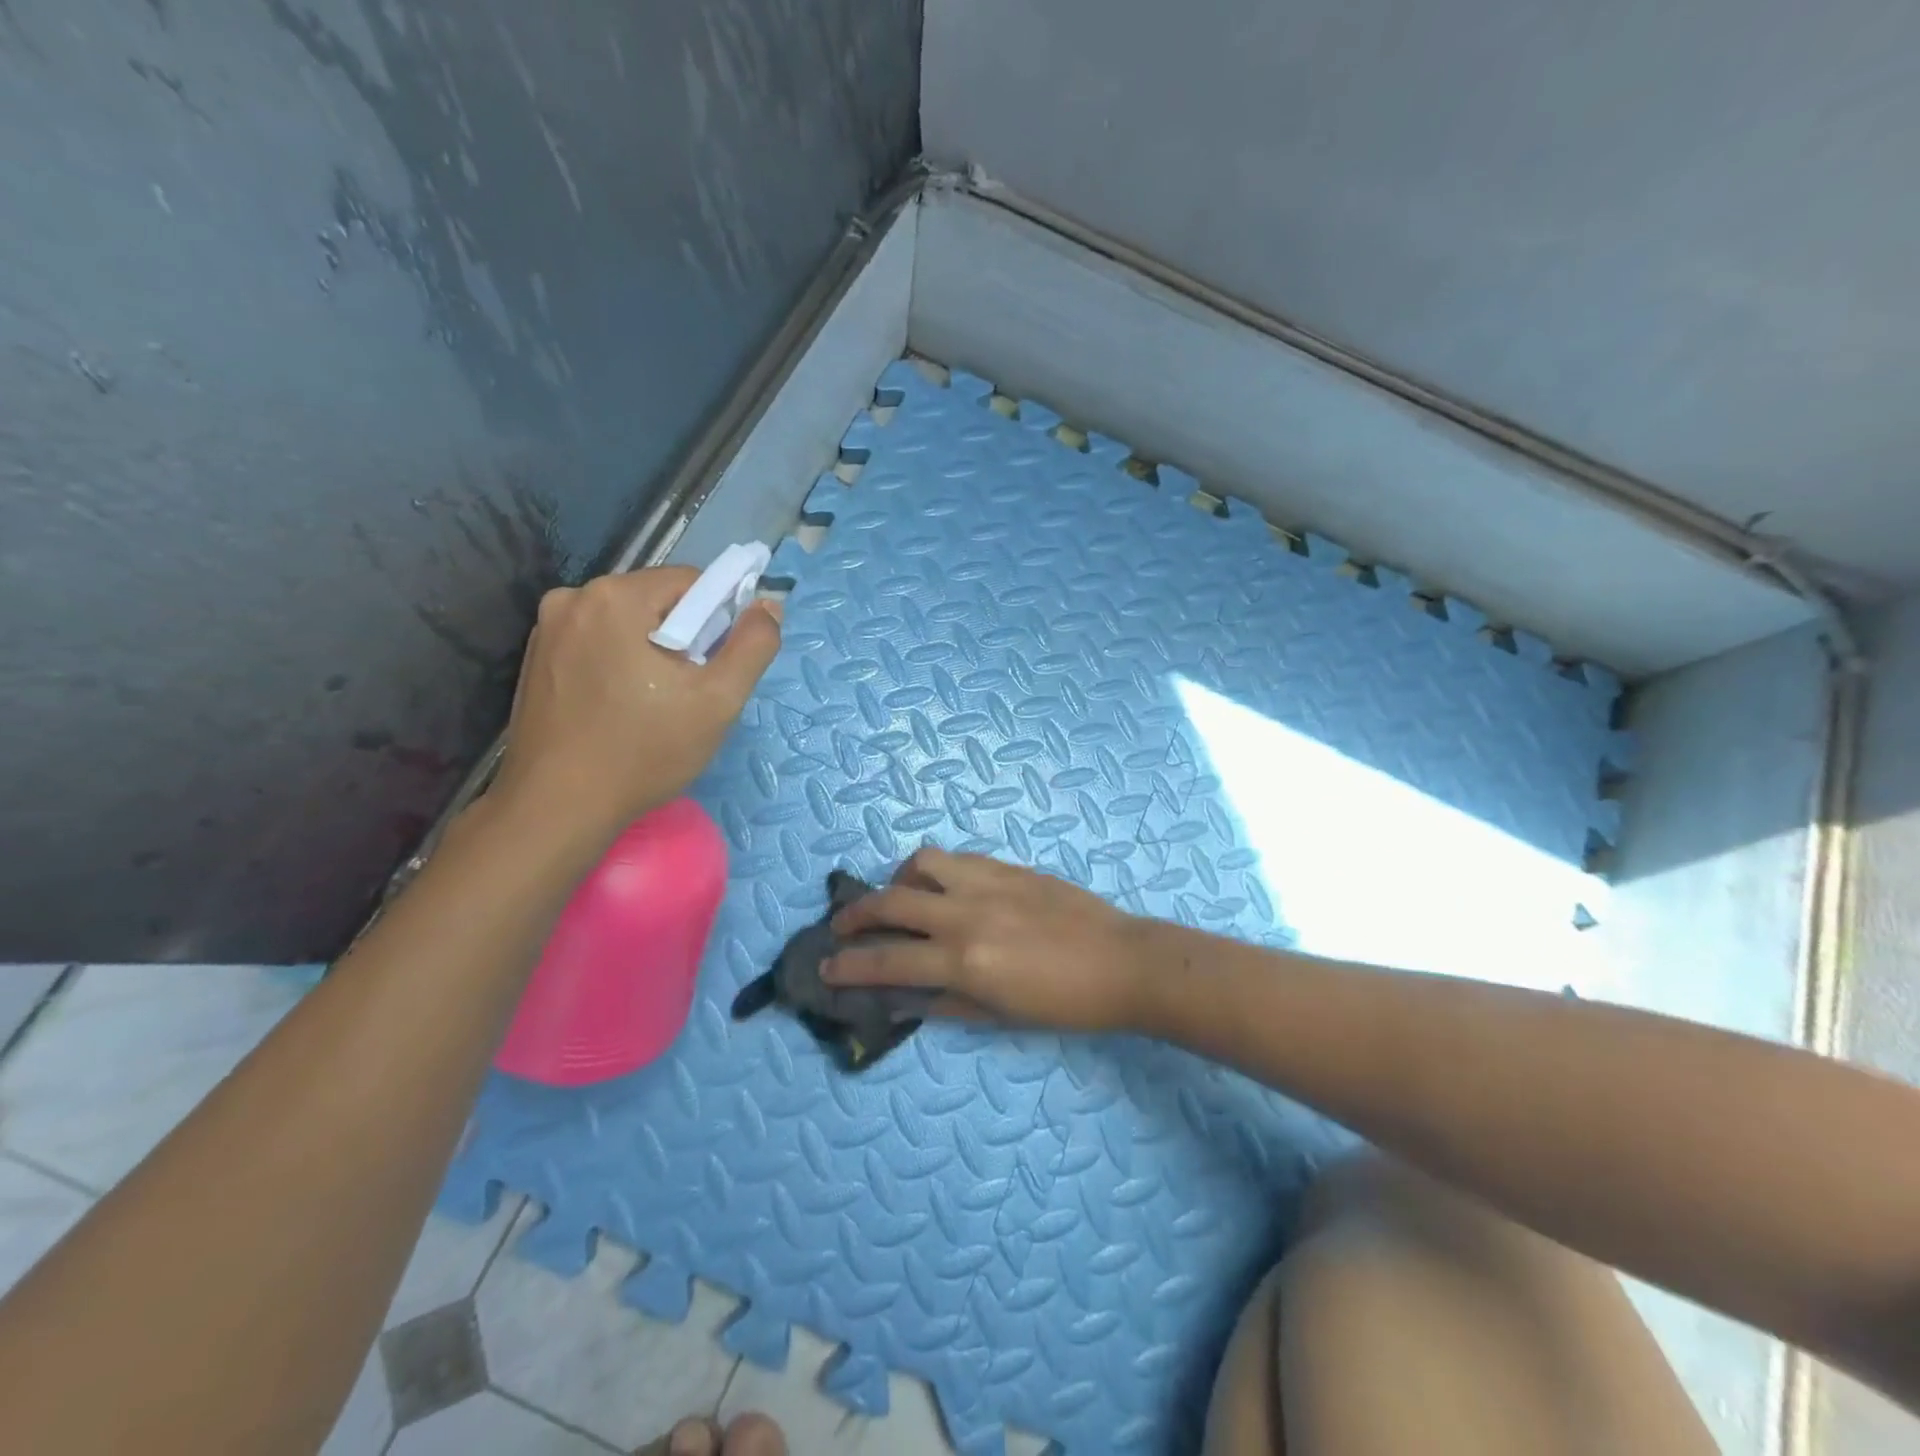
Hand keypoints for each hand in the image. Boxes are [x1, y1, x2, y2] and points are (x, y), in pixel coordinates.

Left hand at [488, 568, 781, 840]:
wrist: (557, 808)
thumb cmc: (644, 752)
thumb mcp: (718, 700)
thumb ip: (754, 645)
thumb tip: (769, 605)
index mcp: (616, 597)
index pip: (692, 582)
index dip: (719, 620)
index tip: (718, 666)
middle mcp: (573, 598)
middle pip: (657, 600)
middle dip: (685, 636)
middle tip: (691, 691)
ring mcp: (547, 628)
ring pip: (628, 622)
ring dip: (653, 649)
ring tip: (657, 703)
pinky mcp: (537, 658)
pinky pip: (598, 643)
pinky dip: (621, 662)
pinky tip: (623, 706)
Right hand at [824, 849, 1149, 1032]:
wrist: (1122, 962)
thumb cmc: (1064, 1003)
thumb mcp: (999, 1015)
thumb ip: (944, 1002)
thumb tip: (902, 996)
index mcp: (964, 961)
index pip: (888, 961)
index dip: (850, 966)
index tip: (826, 966)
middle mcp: (966, 914)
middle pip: (891, 902)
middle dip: (855, 914)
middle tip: (842, 926)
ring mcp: (987, 883)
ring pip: (922, 863)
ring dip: (898, 879)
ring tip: (900, 897)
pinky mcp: (1007, 866)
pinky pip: (958, 859)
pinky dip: (936, 872)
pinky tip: (944, 888)